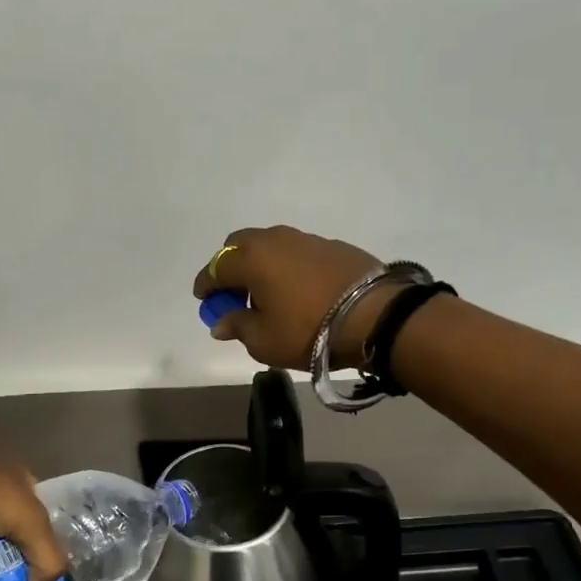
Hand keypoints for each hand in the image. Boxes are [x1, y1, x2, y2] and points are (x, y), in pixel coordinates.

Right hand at [192, 226, 399, 370]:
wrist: (376, 316)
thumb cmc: (308, 330)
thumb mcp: (264, 340)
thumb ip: (238, 326)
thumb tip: (221, 321)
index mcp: (251, 259)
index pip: (216, 267)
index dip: (206, 285)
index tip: (204, 300)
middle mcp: (275, 240)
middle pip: (240, 245)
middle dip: (230, 266)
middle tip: (232, 293)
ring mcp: (306, 239)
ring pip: (270, 245)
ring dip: (260, 264)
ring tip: (266, 292)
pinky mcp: (332, 246)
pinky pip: (296, 252)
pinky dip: (287, 266)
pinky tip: (296, 289)